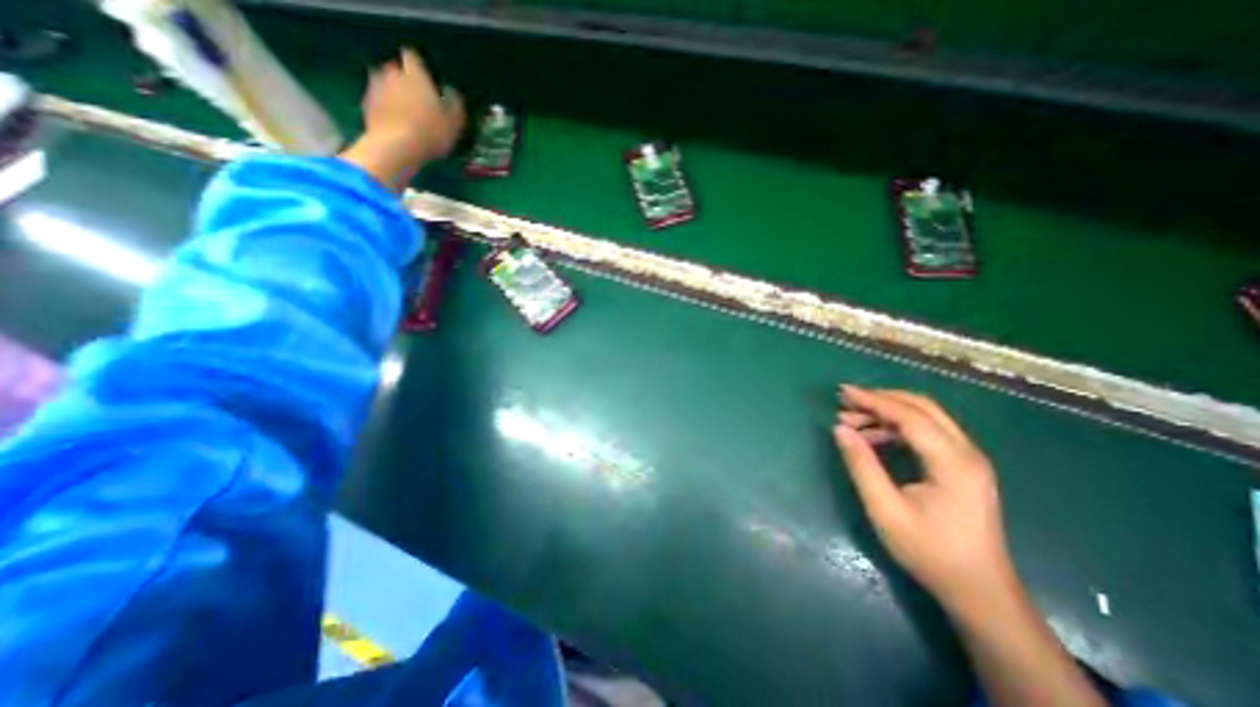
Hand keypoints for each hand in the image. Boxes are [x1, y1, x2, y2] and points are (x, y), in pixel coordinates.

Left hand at [339, 48, 465, 190]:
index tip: (425, 78)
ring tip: (403, 111)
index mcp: (415, 75)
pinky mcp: (366, 103)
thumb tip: (451, 92)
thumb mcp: (454, 123)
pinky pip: (376, 100)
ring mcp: (376, 87)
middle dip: (404, 79)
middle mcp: (392, 73)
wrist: (396, 146)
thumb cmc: (430, 132)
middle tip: (416, 98)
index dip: (419, 66)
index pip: (413, 57)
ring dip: (392, 92)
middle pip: (396, 69)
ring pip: (384, 83)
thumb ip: (455, 105)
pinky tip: (393, 122)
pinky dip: (383, 107)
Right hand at [836, 383, 1009, 609]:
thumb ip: (861, 465)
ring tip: (851, 422)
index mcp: (953, 462)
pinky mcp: (962, 466)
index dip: (873, 400)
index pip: (909, 415)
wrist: (979, 592)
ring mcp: (968, 459)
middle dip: (880, 399)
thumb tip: (839, 429)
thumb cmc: (930, 552)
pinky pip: (927, 432)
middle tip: (845, 402)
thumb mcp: (885, 509)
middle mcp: (966, 452)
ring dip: (887, 413)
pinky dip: (896, 427)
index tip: (842, 392)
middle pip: (922, 407)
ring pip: (924, 417)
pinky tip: (873, 437)